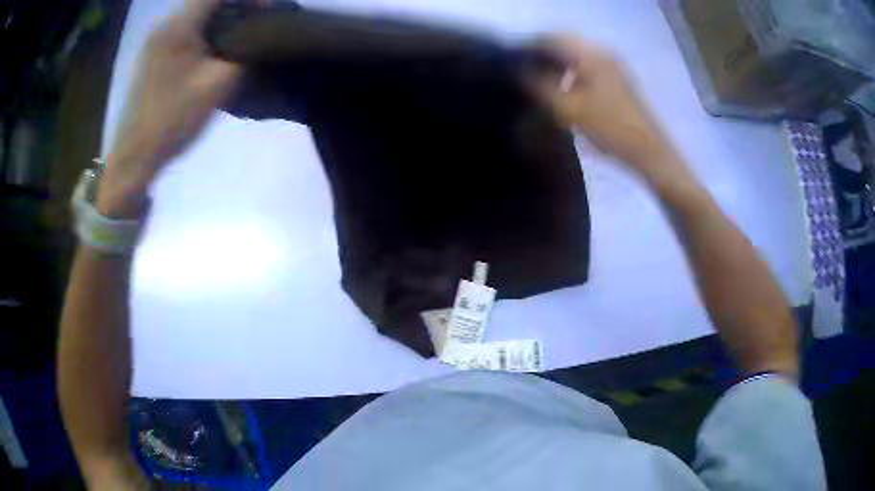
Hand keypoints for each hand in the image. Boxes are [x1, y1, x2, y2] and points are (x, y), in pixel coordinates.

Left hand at [98, 0, 240, 217]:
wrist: (134, 156)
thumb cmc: (173, 120)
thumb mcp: (218, 85)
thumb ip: (243, 52)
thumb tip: (258, 37)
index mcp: (179, 27)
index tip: (266, 11)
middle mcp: (166, 25)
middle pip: (206, 0)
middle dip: (236, 6)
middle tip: (256, 24)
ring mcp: (156, 40)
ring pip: (196, 15)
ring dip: (220, 19)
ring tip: (238, 38)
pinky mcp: (152, 55)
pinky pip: (185, 30)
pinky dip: (204, 32)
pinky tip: (213, 52)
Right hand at [531, 35, 684, 184]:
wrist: (649, 152)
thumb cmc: (610, 127)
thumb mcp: (569, 108)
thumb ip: (540, 87)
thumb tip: (520, 73)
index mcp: (592, 54)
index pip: (553, 39)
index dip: (530, 47)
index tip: (513, 60)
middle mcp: (603, 53)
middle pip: (565, 47)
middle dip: (543, 58)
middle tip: (524, 74)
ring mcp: (613, 67)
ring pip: (576, 60)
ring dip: (557, 68)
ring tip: (540, 85)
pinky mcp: (618, 81)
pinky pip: (587, 71)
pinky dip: (572, 77)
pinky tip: (563, 93)